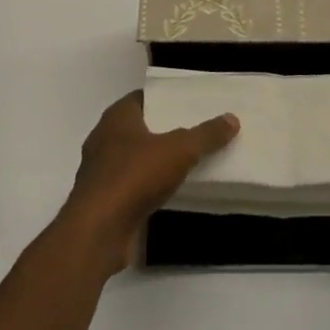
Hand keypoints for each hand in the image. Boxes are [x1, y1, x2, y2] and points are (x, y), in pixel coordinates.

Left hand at [59, 91, 238, 278]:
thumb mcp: (179, 150)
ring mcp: (100, 171)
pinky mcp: (102, 201)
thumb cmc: (134, 176)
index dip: (166, 99)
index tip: (190, 104)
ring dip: (155, 161)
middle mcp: (104, 138)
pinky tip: (169, 192)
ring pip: (134, 158)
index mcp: (117, 117)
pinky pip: (130, 185)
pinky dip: (147, 186)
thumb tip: (232, 118)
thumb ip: (205, 135)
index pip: (144, 98)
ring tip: (188, 161)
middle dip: (164, 130)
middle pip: (139, 127)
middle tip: (195, 131)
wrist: (98, 232)